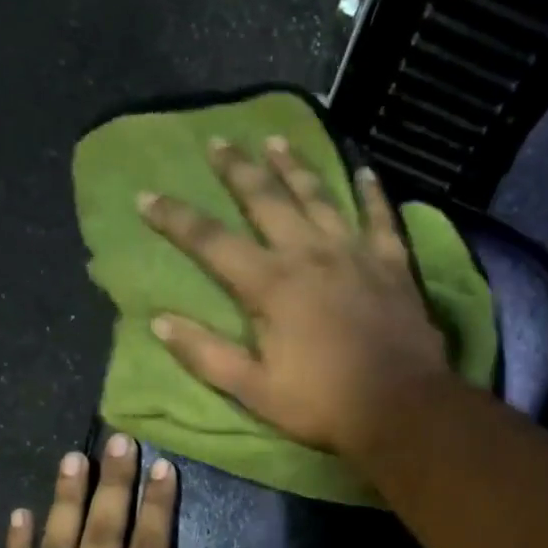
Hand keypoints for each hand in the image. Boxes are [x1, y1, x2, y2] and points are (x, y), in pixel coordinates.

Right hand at [139, 138, 451, 458]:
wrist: (400, 407)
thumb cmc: (322, 404)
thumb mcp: (254, 390)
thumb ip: (207, 354)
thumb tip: (160, 321)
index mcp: (271, 285)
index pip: (211, 242)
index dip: (175, 218)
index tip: (147, 196)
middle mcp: (309, 254)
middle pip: (266, 200)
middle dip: (238, 170)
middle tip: (219, 141)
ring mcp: (355, 253)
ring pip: (319, 196)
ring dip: (295, 167)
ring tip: (277, 140)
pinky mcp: (392, 263)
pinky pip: (381, 217)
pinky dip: (371, 192)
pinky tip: (364, 171)